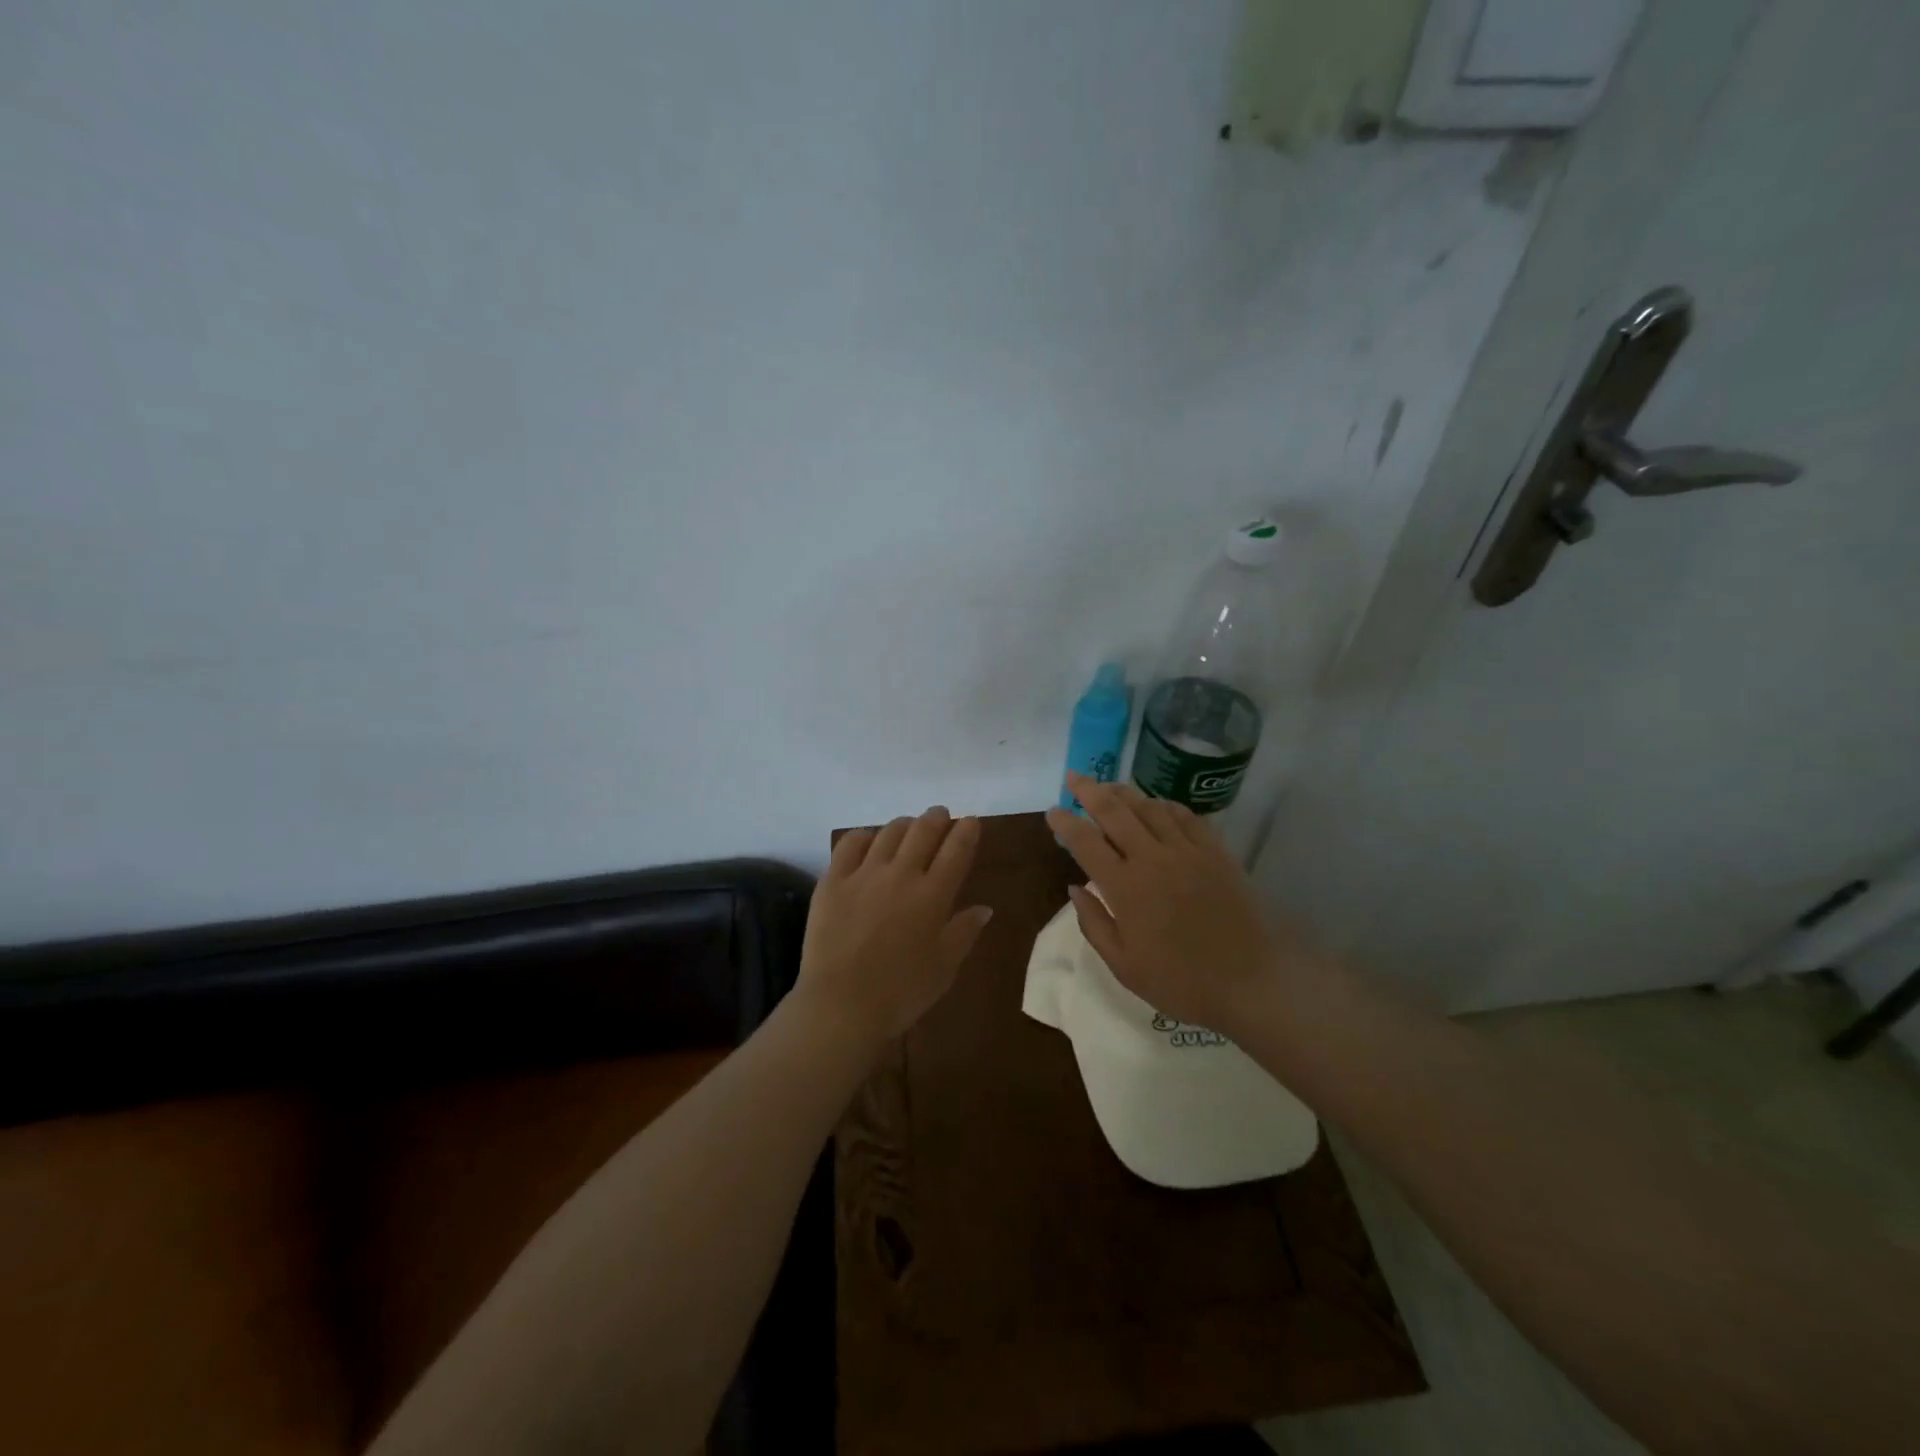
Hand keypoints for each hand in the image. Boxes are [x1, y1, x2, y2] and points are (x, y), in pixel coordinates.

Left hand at [796, 807, 992, 1045]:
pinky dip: (864, 836)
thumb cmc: (901, 993)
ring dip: (904, 824)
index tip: (970, 822)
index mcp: (933, 895)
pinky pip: (850, 844)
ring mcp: (864, 874)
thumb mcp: (944, 967)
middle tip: (940, 815)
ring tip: (908, 826)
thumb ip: (964, 932)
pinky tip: (869, 840)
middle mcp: (901, 874)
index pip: (956, 850)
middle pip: (923, 831)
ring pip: (889, 832)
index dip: (966, 831)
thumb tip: (984, 908)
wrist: (841, 1005)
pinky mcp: (832, 881)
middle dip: (937, 817)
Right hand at [1045, 774, 1296, 1034]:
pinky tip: (1156, 805)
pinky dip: (1165, 805)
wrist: (1251, 982)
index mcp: (1125, 888)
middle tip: (1074, 777)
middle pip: (1114, 812)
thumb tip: (1073, 887)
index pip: (1085, 843)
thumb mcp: (1123, 966)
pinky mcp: (1215, 852)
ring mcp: (1187, 851)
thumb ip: (1094, 924)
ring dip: (1124, 793)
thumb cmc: (1180, 982)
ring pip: (1149, 808)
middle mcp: (1152, 859)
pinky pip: (1185, 816)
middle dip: (1089, 790)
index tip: (1052, 811)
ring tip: (1108, 786)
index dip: (1065, 823)